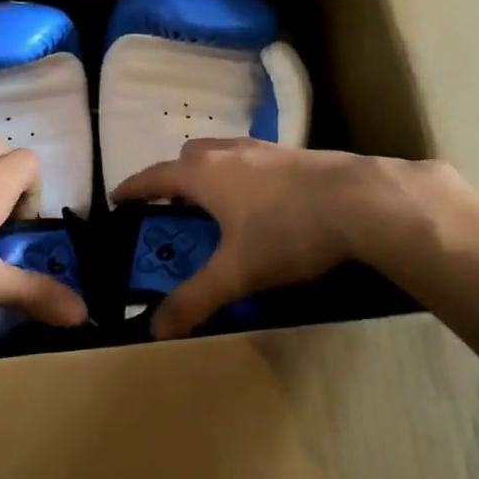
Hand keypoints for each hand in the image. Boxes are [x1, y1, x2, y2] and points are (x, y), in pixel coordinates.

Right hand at [113, 139, 452, 338]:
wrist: (362, 201)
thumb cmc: (288, 231)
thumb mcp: (237, 273)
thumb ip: (195, 300)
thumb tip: (154, 330)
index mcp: (204, 173)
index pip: (154, 177)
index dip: (132, 189)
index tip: (116, 199)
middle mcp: (228, 152)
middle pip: (188, 157)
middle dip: (174, 179)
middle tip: (171, 208)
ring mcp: (264, 148)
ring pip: (222, 154)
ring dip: (210, 175)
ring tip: (215, 206)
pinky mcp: (294, 154)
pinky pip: (252, 160)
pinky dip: (242, 176)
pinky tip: (262, 203)